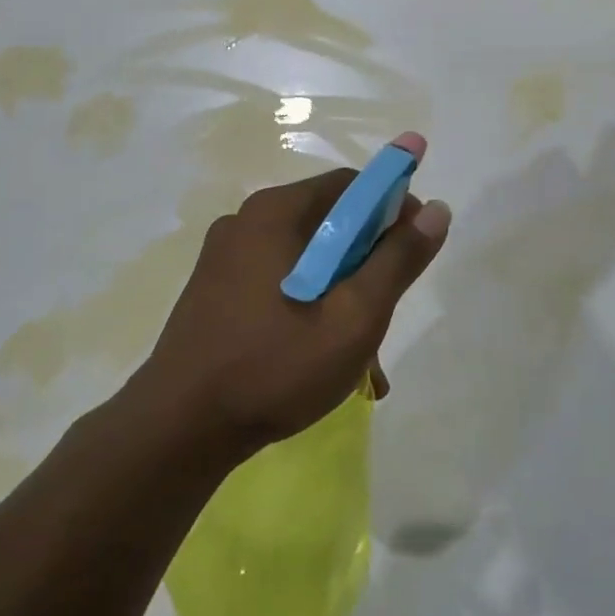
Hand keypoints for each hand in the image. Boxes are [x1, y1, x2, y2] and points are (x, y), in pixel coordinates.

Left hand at [131, 133, 450, 461]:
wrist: (177, 429)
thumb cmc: (274, 367)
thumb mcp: (354, 318)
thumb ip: (398, 261)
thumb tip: (437, 209)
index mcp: (275, 213)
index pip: (350, 185)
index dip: (393, 208)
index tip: (416, 249)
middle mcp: (246, 221)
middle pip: (328, 222)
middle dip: (367, 262)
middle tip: (386, 311)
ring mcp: (225, 257)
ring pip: (305, 258)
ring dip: (341, 292)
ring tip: (362, 356)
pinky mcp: (215, 290)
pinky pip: (278, 281)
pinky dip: (309, 304)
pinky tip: (322, 357)